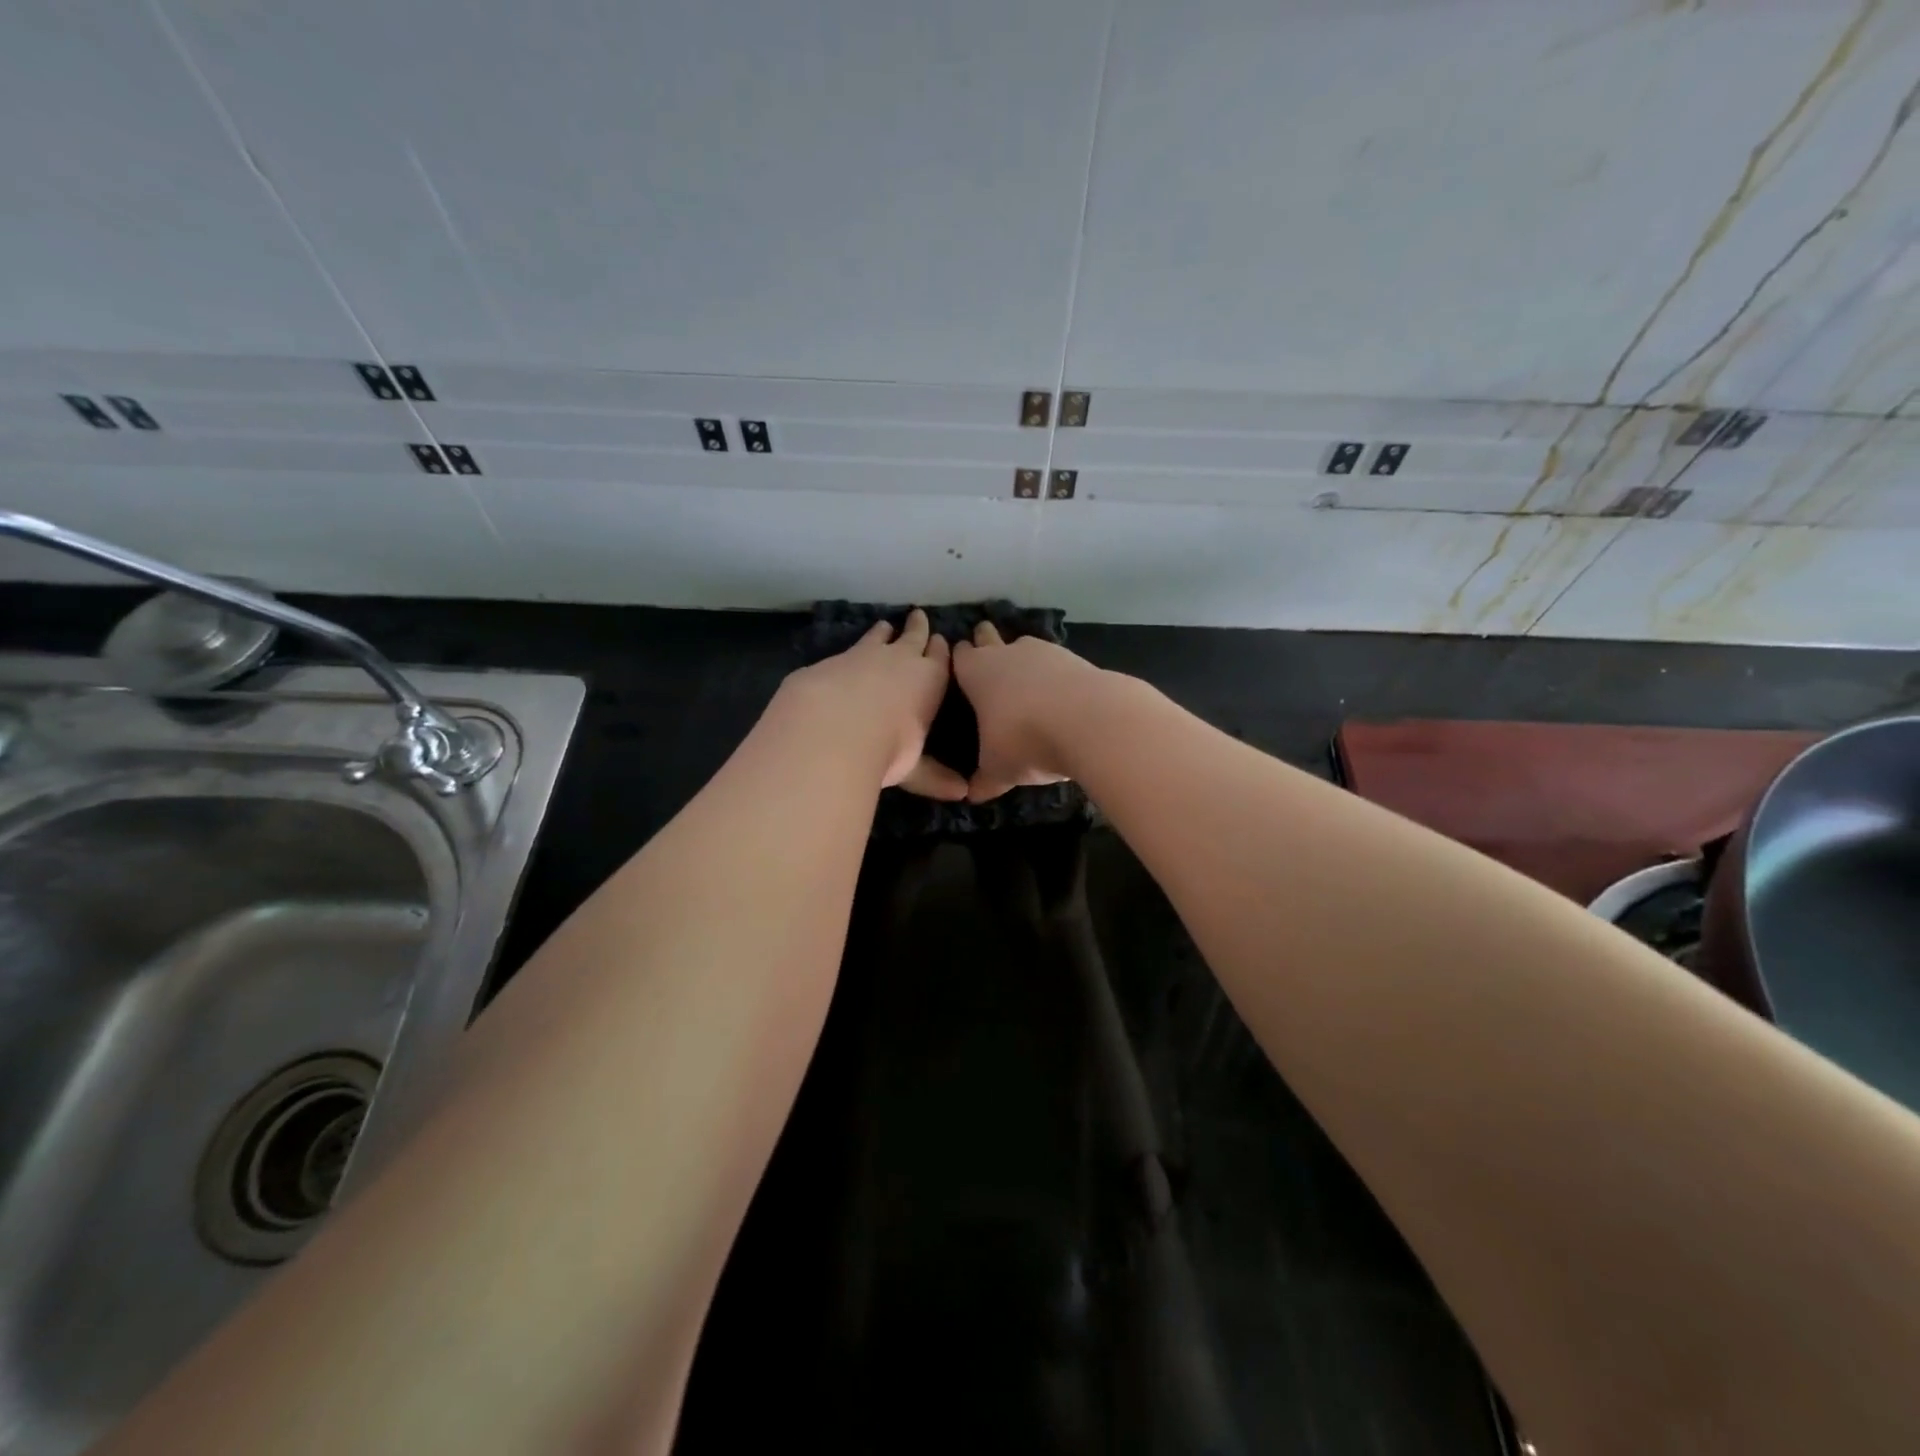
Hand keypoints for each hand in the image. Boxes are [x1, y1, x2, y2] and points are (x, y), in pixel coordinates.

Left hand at [773, 608, 966, 799]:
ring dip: (884, 632)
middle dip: (917, 628)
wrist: (831, 727)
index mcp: (928, 680)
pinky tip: (846, 657)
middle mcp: (900, 660)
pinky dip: (852, 650)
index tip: (942, 640)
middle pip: (913, 637)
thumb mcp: (913, 767)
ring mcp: (864, 655)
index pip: (940, 658)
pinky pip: (848, 650)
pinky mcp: (832, 661)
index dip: (941, 650)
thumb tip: (962, 794)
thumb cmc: (887, 748)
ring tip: (885, 626)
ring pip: (879, 637)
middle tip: (918, 616)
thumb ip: (934, 777)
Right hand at [951, 621, 1103, 800]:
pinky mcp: (1078, 659)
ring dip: (1024, 659)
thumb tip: (972, 795)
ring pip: (1027, 647)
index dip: (960, 659)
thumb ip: (985, 780)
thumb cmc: (1024, 740)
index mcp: (977, 672)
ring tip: (1026, 678)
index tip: (959, 663)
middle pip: (990, 637)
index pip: (961, 657)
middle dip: (986, 641)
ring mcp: (1045, 652)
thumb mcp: (998, 770)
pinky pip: (1058, 664)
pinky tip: (1060, 694)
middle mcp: (1007, 654)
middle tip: (985, 647)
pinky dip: (1056, 675)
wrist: (1090, 720)